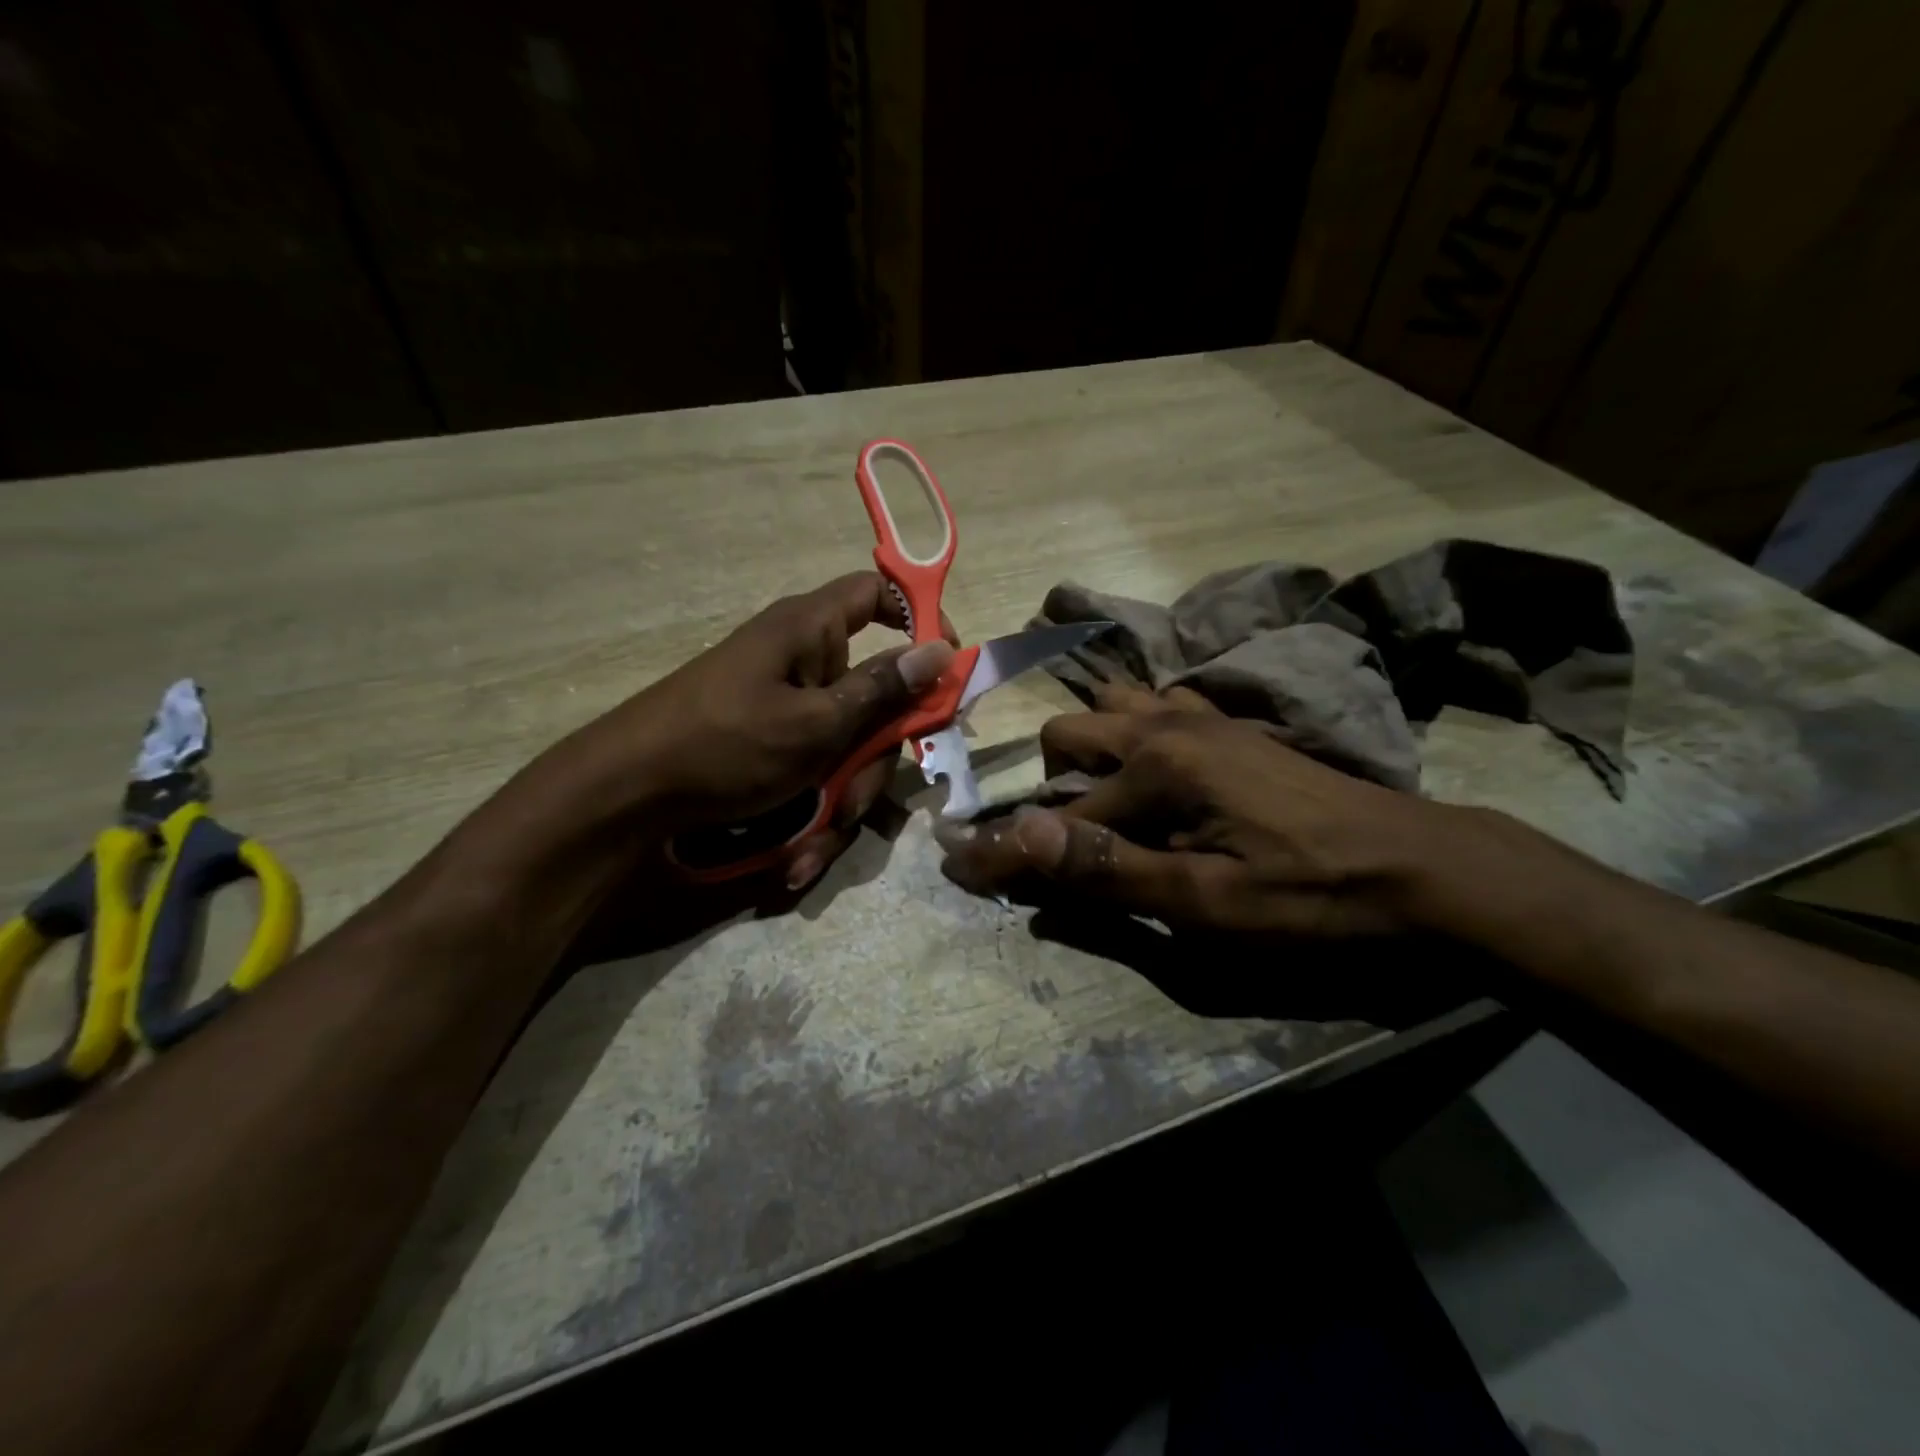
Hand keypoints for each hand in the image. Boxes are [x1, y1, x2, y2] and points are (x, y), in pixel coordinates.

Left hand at [545, 573, 954, 890]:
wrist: (627, 796)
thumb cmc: (724, 744)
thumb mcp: (814, 725)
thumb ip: (882, 691)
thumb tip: (942, 649)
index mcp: (810, 631)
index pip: (878, 594)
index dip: (919, 619)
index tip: (946, 666)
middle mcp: (803, 663)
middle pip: (873, 696)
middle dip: (871, 760)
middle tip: (853, 801)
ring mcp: (788, 708)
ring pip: (847, 747)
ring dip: (839, 801)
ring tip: (811, 845)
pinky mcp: (773, 746)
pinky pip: (814, 770)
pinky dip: (811, 811)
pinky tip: (795, 857)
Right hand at [936, 686, 1466, 938]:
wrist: (1422, 866)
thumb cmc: (1310, 895)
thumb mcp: (1207, 904)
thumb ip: (1109, 869)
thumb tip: (1019, 836)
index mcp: (1156, 766)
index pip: (1054, 812)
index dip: (1005, 848)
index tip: (960, 867)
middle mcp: (1167, 725)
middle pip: (1068, 733)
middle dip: (1045, 784)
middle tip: (1061, 840)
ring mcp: (1202, 717)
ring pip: (1111, 708)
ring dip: (1088, 750)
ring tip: (1098, 801)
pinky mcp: (1230, 726)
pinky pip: (1159, 707)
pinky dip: (1133, 731)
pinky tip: (1152, 771)